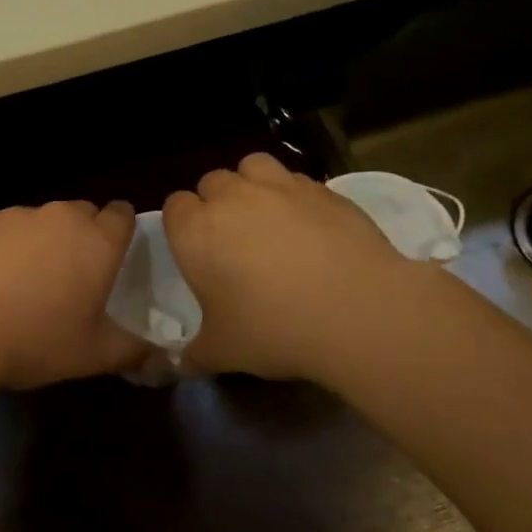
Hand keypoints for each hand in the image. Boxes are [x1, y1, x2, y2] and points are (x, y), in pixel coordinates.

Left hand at [0, 201, 149, 389]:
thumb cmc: (34, 341)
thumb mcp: (93, 356)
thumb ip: (132, 350)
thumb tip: (156, 353)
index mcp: (96, 242)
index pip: (122, 215)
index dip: (121, 231)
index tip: (113, 255)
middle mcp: (58, 217)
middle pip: (79, 214)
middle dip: (79, 237)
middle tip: (67, 278)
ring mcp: (12, 215)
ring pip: (35, 222)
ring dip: (35, 243)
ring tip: (17, 285)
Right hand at [164, 153, 413, 380]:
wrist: (357, 311)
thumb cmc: (274, 329)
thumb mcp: (223, 352)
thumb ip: (194, 354)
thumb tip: (179, 365)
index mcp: (196, 232)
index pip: (174, 207)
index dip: (182, 225)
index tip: (196, 251)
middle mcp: (232, 198)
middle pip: (211, 182)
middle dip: (215, 203)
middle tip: (232, 240)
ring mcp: (279, 187)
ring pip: (252, 166)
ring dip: (251, 185)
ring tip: (267, 217)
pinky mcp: (322, 189)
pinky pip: (295, 180)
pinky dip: (293, 195)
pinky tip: (309, 226)